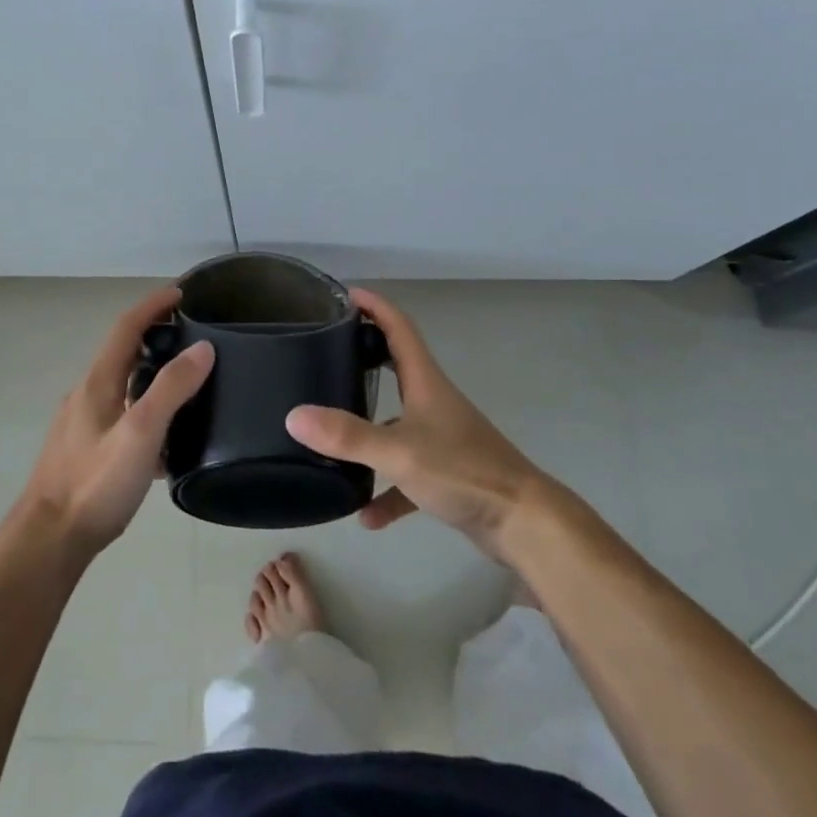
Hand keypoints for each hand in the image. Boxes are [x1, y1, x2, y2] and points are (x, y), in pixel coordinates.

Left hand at [19, 286, 212, 554]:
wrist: (48, 540)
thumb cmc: (95, 483)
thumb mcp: (142, 432)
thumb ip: (172, 388)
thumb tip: (203, 347)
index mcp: (98, 382)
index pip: (126, 327)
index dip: (153, 305)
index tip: (181, 293)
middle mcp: (87, 395)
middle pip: (123, 354)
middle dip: (155, 337)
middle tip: (191, 339)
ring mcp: (83, 424)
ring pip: (123, 388)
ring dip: (152, 377)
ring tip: (188, 389)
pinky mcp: (84, 452)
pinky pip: (121, 418)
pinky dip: (145, 413)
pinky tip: (166, 444)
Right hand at [286, 290, 560, 556]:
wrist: (523, 523)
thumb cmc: (463, 471)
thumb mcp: (398, 452)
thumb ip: (347, 435)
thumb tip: (293, 416)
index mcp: (425, 382)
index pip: (398, 328)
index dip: (374, 306)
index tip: (346, 294)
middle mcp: (433, 402)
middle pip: (396, 367)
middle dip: (365, 356)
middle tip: (328, 352)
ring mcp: (442, 438)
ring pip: (397, 422)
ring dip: (369, 427)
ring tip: (332, 431)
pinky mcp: (447, 473)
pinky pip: (407, 474)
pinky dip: (387, 489)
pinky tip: (366, 514)